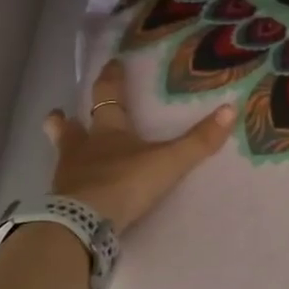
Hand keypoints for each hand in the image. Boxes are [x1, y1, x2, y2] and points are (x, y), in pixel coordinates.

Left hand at [44, 57, 234, 232]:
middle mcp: (82, 149)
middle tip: (58, 112)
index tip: (111, 63)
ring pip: (62, 157)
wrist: (84, 224)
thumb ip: (198, 141)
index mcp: (107, 132)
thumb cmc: (125, 183)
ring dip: (64, 150)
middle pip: (69, 129)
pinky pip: (64, 189)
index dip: (111, 79)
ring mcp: (67, 177)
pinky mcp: (61, 204)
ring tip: (62, 149)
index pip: (108, 97)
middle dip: (65, 120)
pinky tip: (73, 191)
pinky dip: (69, 185)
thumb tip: (230, 109)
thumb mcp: (168, 162)